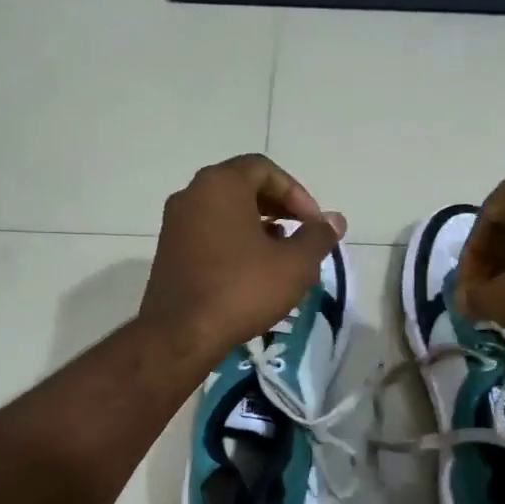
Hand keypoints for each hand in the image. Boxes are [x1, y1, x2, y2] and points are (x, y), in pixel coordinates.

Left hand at [141, 155, 346, 365]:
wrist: (181, 333)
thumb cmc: (242, 290)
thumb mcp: (294, 265)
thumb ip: (318, 237)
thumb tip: (335, 220)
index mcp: (221, 184)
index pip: (265, 169)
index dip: (296, 193)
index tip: (313, 223)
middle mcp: (193, 194)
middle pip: (243, 186)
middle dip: (278, 206)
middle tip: (301, 233)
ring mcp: (176, 222)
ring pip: (225, 210)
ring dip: (258, 224)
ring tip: (282, 253)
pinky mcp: (169, 250)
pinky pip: (209, 231)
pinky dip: (234, 240)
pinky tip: (253, 270)